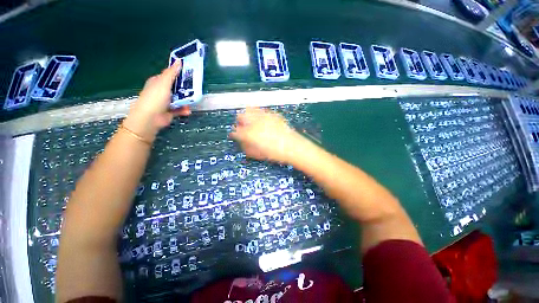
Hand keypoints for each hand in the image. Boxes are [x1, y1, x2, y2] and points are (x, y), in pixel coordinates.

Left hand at [123, 61, 190, 141]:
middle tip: (195, 89)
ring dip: (186, 101)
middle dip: (185, 89)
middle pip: (176, 87)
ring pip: (179, 99)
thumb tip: (179, 61)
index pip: (170, 75)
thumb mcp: (164, 83)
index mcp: (158, 81)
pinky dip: (184, 110)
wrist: (150, 118)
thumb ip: (172, 73)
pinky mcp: (170, 111)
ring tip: (192, 102)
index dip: (179, 74)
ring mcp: (166, 102)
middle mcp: (162, 91)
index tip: (190, 74)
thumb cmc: (155, 98)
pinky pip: (179, 109)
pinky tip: (187, 111)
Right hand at [229, 108, 307, 163]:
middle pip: (240, 117)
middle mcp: (255, 122)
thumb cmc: (275, 153)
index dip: (234, 134)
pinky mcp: (272, 114)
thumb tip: (242, 142)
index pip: (235, 131)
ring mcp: (264, 116)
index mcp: (249, 133)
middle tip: (243, 129)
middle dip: (239, 123)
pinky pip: (260, 110)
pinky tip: (261, 120)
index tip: (235, 136)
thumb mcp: (258, 154)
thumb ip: (246, 147)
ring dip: (247, 116)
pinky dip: (257, 114)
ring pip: (249, 110)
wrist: (292, 146)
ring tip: (250, 122)